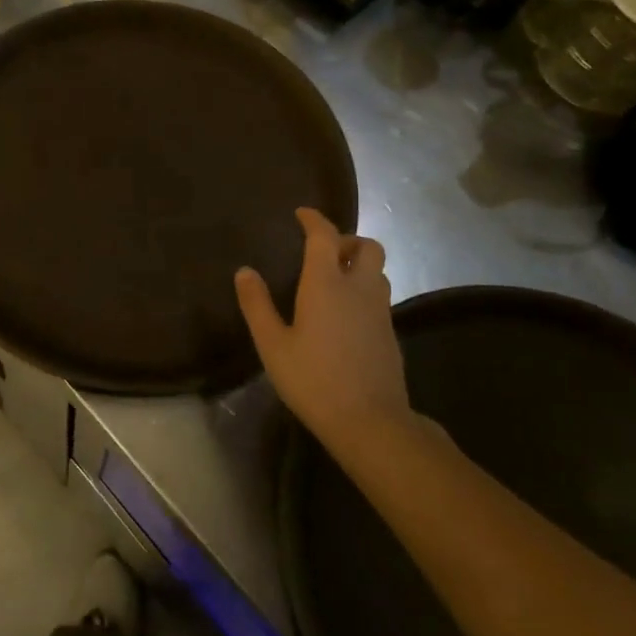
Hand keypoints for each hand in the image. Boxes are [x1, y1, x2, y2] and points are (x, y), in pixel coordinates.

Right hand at [235, 208, 409, 443]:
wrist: (370, 421)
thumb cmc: (313, 380)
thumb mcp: (273, 345)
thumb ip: (257, 305)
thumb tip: (245, 271)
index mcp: (326, 283)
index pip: (324, 236)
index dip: (314, 220)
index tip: (302, 214)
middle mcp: (359, 288)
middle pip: (367, 246)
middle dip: (347, 240)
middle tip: (324, 252)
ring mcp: (380, 310)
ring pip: (378, 270)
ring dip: (359, 264)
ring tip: (334, 279)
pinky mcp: (390, 332)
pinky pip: (379, 295)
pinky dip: (364, 289)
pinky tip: (345, 314)